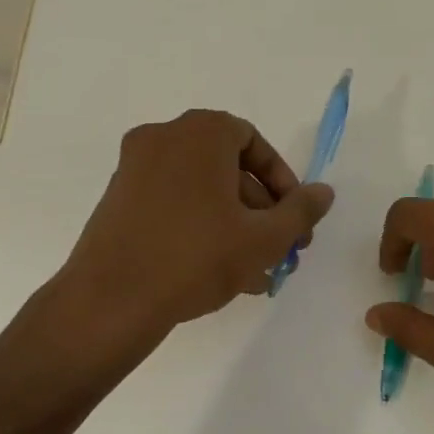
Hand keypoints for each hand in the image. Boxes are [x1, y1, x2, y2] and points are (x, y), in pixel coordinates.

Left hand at [59, 109, 334, 337]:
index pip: (254, 143)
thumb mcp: (263, 237)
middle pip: (228, 167)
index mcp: (201, 132)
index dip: (282, 181)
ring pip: (201, 190)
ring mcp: (135, 167)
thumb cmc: (195, 257)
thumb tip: (325, 192)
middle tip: (280, 250)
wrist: (109, 301)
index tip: (294, 219)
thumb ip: (300, 211)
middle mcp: (164, 137)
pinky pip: (173, 203)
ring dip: (235, 224)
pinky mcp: (117, 198)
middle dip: (261, 210)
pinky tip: (220, 272)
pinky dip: (200, 227)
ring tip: (256, 273)